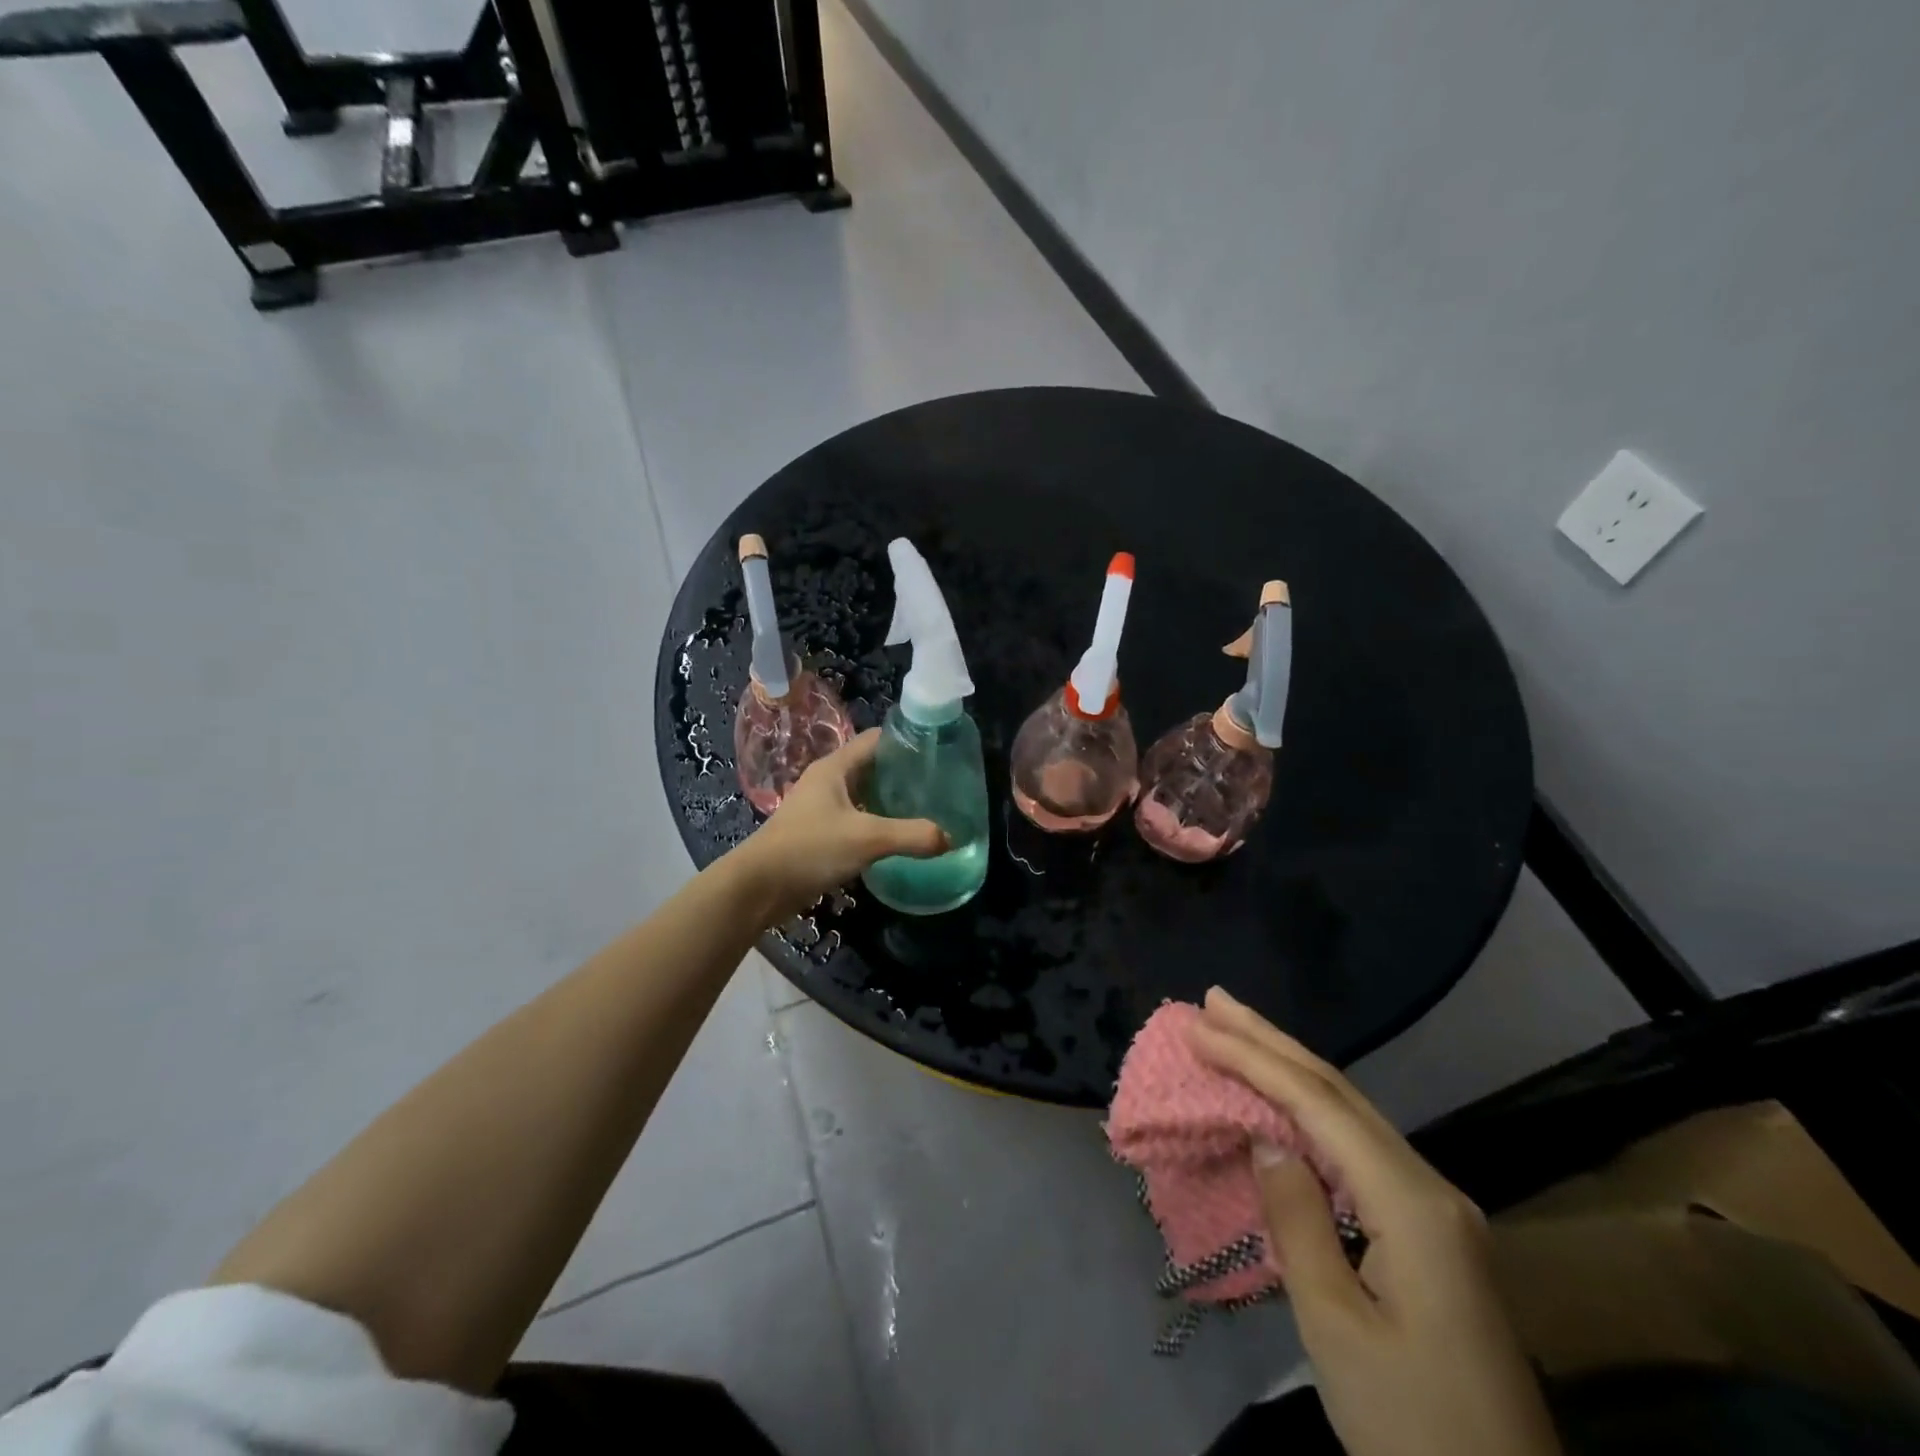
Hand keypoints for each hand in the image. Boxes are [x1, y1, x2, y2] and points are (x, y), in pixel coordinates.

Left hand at [731, 730, 947, 921]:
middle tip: (940, 786)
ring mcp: (822, 808)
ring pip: (865, 795)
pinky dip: (878, 823)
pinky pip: (857, 819)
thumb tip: (950, 838)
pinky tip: (899, 837)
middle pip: (872, 766)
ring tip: (927, 810)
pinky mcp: (820, 834)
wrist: (758, 888)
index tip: (939, 753)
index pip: (877, 739)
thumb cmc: (809, 849)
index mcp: (835, 767)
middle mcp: (828, 781)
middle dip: (904, 774)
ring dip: (891, 800)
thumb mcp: (867, 839)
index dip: (907, 741)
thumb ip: (911, 836)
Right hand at [1188, 988, 1559, 1455]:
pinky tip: (1284, 1100)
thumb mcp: (1336, 1328)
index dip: (1253, 1058)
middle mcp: (1430, 1188)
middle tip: (1214, 999)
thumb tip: (1265, 1139)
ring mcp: (1435, 1209)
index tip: (1198, 1027)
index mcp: (1412, 1204)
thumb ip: (1298, 1220)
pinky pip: (1358, 1148)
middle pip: (1338, 1092)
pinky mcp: (1430, 1233)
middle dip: (1271, 1041)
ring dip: (1289, 1066)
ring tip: (1238, 1030)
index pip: (1318, 1104)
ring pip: (1351, 1114)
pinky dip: (1310, 1110)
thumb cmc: (1412, 1425)